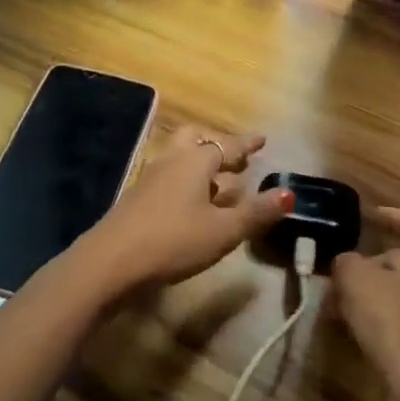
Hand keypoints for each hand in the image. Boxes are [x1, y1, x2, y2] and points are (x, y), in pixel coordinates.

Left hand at [79, 124, 293, 292]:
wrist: (111, 261)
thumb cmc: (173, 240)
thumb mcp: (223, 231)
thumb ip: (255, 212)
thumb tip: (288, 194)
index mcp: (195, 161)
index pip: (226, 145)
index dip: (246, 144)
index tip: (262, 139)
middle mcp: (172, 161)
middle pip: (195, 140)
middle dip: (217, 147)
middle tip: (237, 160)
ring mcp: (150, 178)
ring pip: (180, 159)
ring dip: (202, 166)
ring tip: (221, 184)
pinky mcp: (137, 198)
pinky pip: (169, 178)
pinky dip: (187, 182)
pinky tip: (194, 206)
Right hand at [331, 208, 399, 400]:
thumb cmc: (398, 323)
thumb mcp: (357, 281)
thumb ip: (345, 262)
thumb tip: (344, 263)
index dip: (390, 216)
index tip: (367, 216)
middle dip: (367, 262)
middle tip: (333, 270)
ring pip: (399, 292)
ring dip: (367, 294)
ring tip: (331, 303)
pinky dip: (377, 319)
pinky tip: (349, 331)